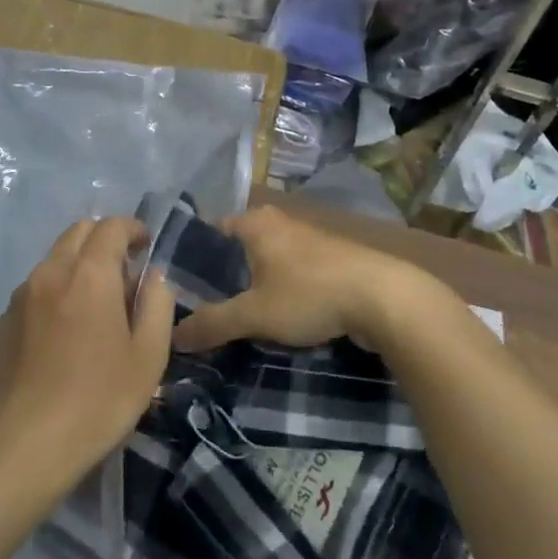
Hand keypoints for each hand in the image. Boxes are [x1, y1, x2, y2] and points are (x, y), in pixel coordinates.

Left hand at [0, 217, 174, 486]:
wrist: (24, 446)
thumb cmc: (98, 400)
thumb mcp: (148, 356)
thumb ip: (157, 305)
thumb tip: (154, 277)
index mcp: (90, 274)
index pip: (111, 226)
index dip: (132, 229)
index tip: (146, 247)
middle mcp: (52, 272)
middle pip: (78, 232)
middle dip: (104, 240)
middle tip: (123, 273)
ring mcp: (21, 296)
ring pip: (54, 259)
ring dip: (78, 265)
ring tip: (94, 306)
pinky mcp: (3, 322)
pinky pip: (35, 289)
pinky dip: (56, 291)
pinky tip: (64, 333)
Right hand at [170, 205, 441, 353]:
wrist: (383, 298)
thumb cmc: (309, 294)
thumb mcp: (254, 314)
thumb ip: (212, 323)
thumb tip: (174, 336)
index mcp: (254, 222)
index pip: (210, 232)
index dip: (193, 260)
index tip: (179, 291)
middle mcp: (278, 222)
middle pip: (237, 250)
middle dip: (223, 279)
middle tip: (203, 312)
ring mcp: (306, 239)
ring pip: (265, 263)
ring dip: (253, 288)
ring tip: (236, 321)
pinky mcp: (329, 260)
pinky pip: (290, 274)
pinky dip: (279, 293)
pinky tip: (276, 320)